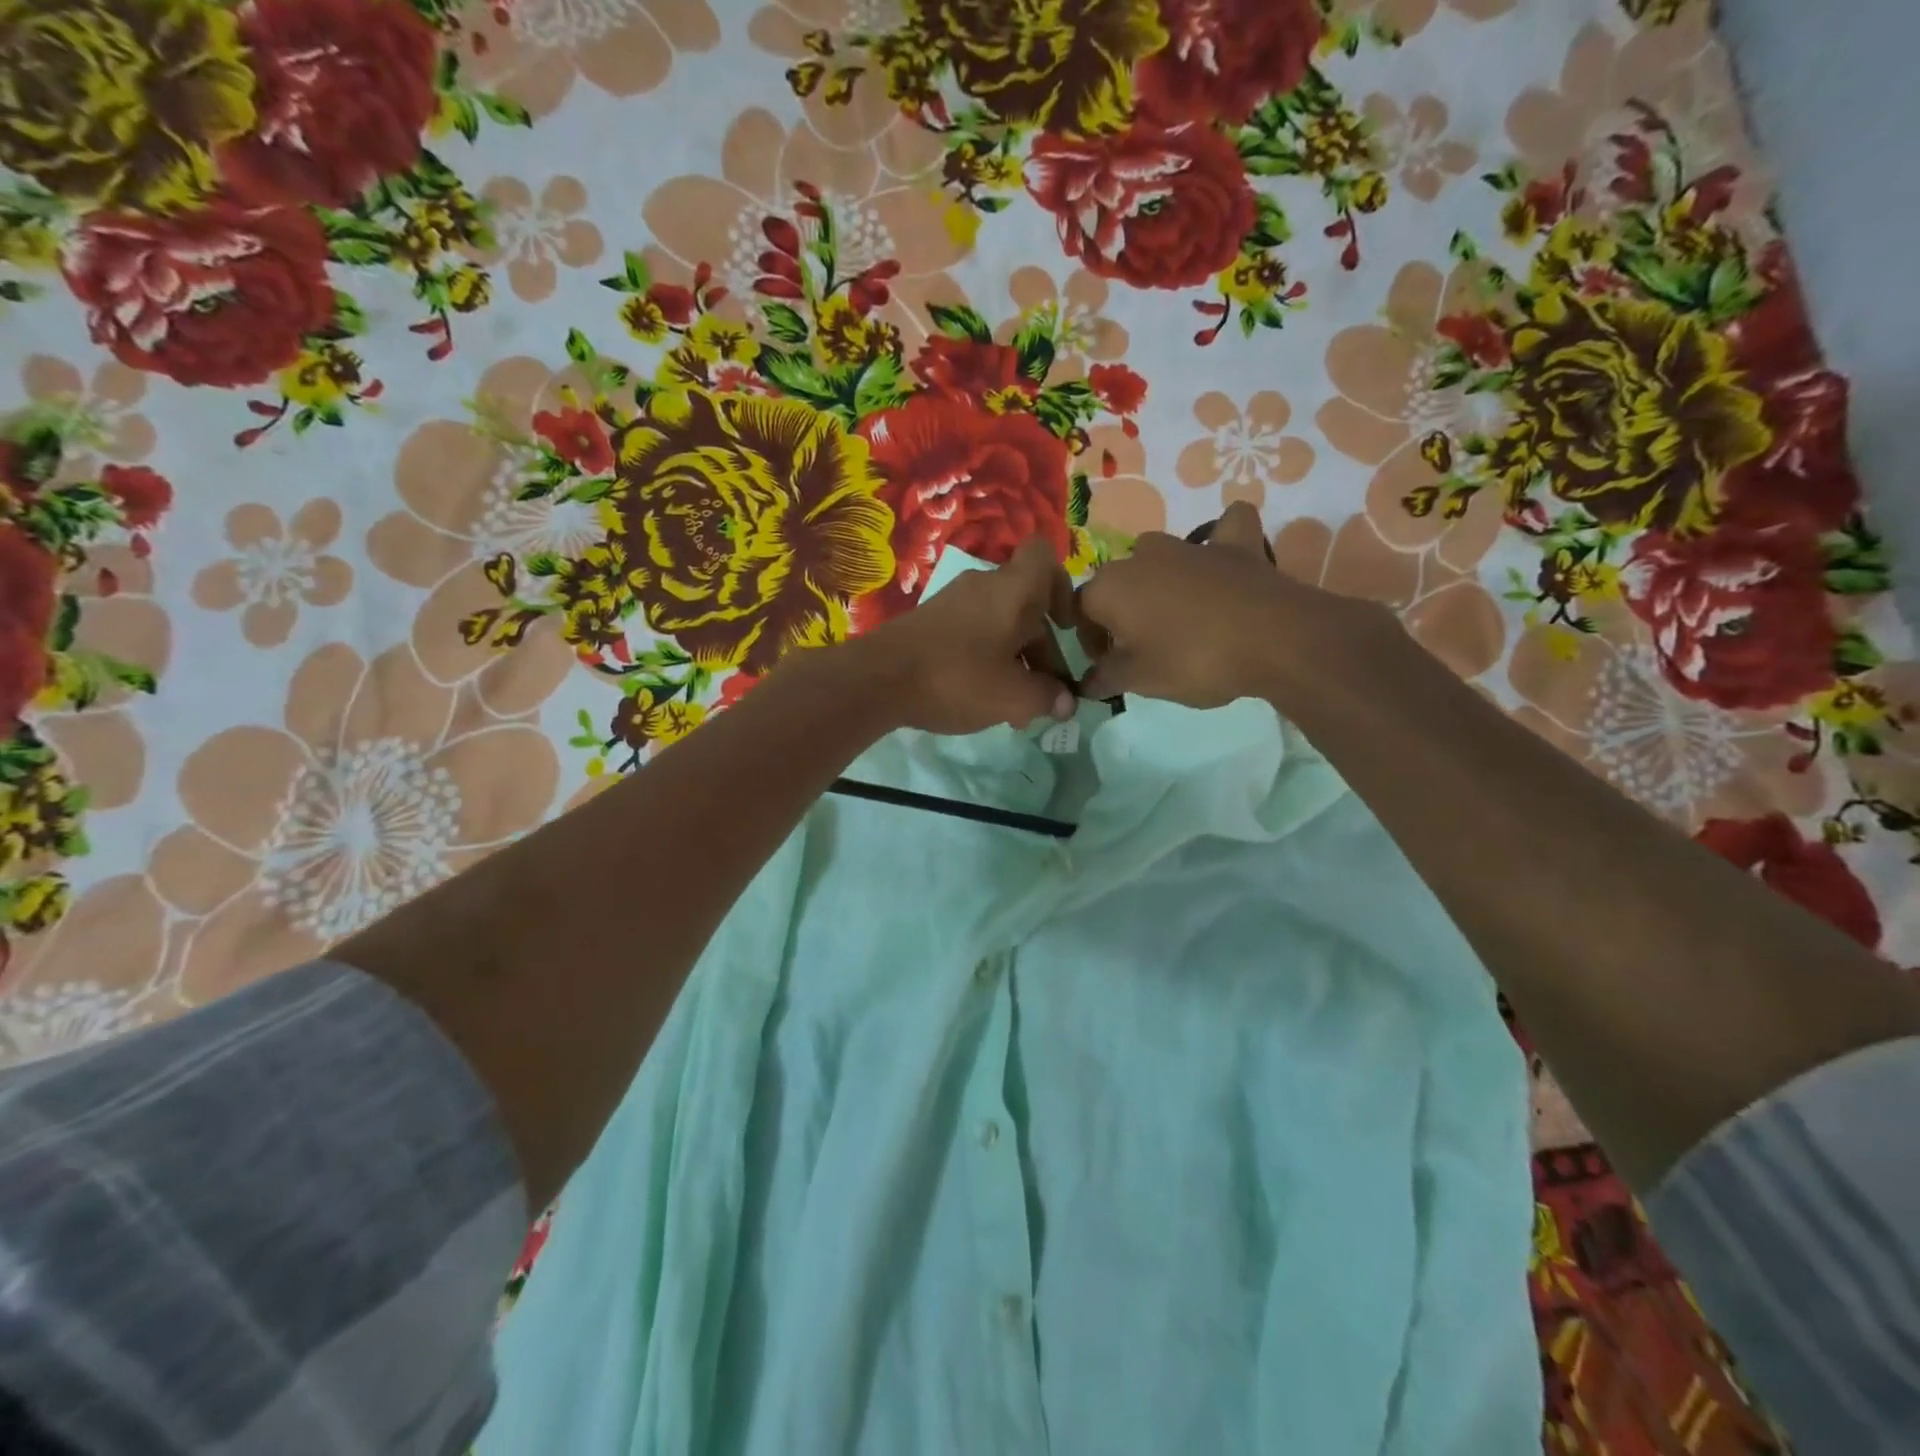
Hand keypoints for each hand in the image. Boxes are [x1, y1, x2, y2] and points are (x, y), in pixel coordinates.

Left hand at [847, 537, 1078, 734]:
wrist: (878, 679)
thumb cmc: (957, 678)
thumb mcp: (1013, 697)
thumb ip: (1047, 697)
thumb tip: (1065, 702)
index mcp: (1013, 590)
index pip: (1044, 558)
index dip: (1063, 588)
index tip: (1065, 627)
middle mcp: (984, 586)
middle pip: (1026, 607)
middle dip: (1042, 650)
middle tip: (1044, 695)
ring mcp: (953, 602)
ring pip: (1000, 625)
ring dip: (1015, 661)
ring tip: (1014, 709)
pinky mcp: (930, 622)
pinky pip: (973, 634)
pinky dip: (986, 660)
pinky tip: (981, 698)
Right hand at [1077, 502, 1378, 708]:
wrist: (1273, 639)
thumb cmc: (1193, 660)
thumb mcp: (1140, 680)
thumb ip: (1106, 678)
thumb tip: (1087, 683)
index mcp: (1109, 587)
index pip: (1080, 612)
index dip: (1090, 641)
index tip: (1108, 666)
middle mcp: (1141, 556)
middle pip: (1117, 583)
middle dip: (1121, 613)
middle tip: (1142, 649)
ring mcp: (1190, 544)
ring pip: (1159, 555)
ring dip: (1160, 580)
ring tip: (1178, 615)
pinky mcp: (1235, 543)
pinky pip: (1224, 530)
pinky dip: (1222, 541)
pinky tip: (1225, 557)